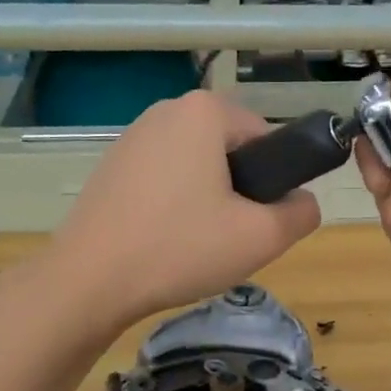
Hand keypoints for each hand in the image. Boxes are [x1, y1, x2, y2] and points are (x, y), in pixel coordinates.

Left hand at [41, 90, 321, 331]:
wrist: (88, 280)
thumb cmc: (179, 248)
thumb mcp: (260, 238)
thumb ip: (301, 213)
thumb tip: (301, 202)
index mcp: (204, 111)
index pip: (265, 137)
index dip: (272, 181)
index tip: (256, 220)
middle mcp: (166, 110)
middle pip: (229, 149)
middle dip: (238, 190)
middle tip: (228, 237)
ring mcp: (132, 136)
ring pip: (195, 166)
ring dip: (206, 199)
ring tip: (192, 243)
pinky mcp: (111, 165)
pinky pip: (163, 177)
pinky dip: (172, 203)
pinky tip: (161, 240)